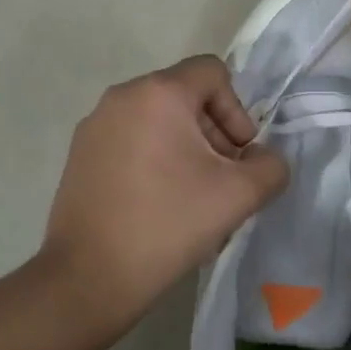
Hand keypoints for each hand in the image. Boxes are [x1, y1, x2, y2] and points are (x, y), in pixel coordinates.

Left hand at [39, 55, 288, 332]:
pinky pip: (132, 141)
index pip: (213, 72)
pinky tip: (160, 206)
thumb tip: (262, 159)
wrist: (89, 277)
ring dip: (187, 150)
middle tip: (222, 182)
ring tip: (193, 199)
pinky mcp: (80, 156)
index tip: (236, 157)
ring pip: (158, 121)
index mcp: (158, 93)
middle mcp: (121, 97)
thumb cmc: (168, 224)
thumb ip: (270, 166)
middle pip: (185, 97)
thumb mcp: (239, 195)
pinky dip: (155, 161)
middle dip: (214, 134)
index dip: (237, 110)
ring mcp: (94, 127)